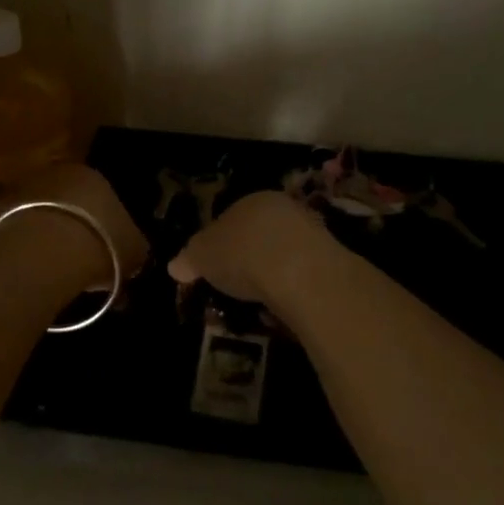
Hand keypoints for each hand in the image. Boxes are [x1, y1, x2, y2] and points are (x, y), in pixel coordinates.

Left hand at [0, 164, 148, 289]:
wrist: (42, 254)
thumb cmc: (100, 245)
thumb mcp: (134, 251)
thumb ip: (136, 249)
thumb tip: (135, 254)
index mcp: (94, 176)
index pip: (104, 198)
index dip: (108, 227)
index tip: (109, 253)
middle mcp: (56, 174)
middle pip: (69, 203)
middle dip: (76, 228)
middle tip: (80, 262)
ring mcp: (21, 190)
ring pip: (40, 215)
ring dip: (46, 237)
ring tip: (53, 271)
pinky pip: (15, 233)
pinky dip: (22, 249)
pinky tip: (29, 272)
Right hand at [168, 191, 332, 303]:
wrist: (299, 272)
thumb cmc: (242, 254)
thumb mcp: (203, 256)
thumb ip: (189, 258)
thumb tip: (174, 266)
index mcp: (250, 200)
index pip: (229, 218)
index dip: (217, 242)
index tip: (212, 267)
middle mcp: (282, 209)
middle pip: (258, 234)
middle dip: (247, 256)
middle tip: (235, 284)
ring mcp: (309, 232)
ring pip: (282, 252)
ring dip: (271, 272)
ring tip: (257, 300)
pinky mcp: (329, 260)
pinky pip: (300, 273)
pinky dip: (290, 286)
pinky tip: (282, 304)